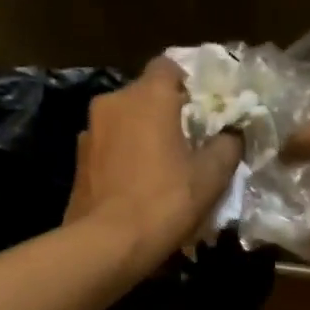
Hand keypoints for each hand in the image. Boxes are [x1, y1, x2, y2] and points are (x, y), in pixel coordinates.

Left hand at [64, 57, 241, 262]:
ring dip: (142, 135)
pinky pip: (109, 146)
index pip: (168, 66)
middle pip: (145, 95)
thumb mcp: (211, 176)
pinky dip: (123, 156)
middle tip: (188, 142)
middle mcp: (114, 102)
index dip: (188, 84)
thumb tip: (232, 133)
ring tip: (161, 167)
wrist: (106, 244)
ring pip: (124, 121)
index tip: (203, 111)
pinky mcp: (78, 159)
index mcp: (148, 96)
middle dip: (166, 112)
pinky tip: (136, 184)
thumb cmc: (164, 201)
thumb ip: (228, 144)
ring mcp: (90, 130)